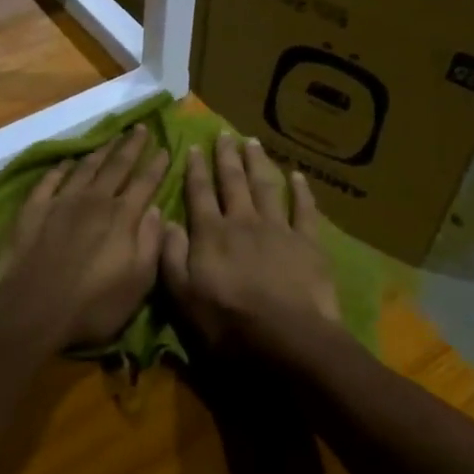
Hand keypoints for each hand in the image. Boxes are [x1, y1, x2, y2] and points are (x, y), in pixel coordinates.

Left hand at [0, 126, 168, 347]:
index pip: (145, 182)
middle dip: (131, 145)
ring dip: (100, 151)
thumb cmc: (92, 305)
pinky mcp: (33, 208)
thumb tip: (156, 209)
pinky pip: (50, 180)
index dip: (157, 164)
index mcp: (122, 217)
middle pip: (117, 165)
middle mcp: (94, 200)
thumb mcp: (138, 283)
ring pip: (85, 167)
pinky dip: (61, 168)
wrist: (31, 309)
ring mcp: (61, 201)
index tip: (165, 147)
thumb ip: (150, 242)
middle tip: (140, 127)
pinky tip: (67, 163)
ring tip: (111, 138)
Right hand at [161, 135, 337, 350]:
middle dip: (226, 156)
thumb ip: (171, 256)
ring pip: (265, 186)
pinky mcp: (308, 242)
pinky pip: (304, 209)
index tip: (191, 147)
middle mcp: (242, 221)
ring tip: (252, 142)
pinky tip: (298, 175)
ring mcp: (277, 228)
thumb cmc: (228, 324)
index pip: (198, 193)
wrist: (288, 339)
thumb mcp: (183, 297)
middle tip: (223, 133)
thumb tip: (166, 221)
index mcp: (211, 234)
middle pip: (232, 181)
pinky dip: (301, 190)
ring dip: (257, 162)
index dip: (194, 169)